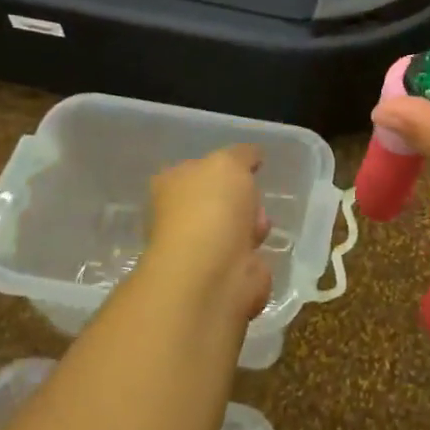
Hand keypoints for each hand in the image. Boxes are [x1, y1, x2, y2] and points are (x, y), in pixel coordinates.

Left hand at [142, 146, 272, 328]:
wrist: (213, 270)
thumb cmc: (213, 207)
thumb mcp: (230, 162)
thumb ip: (242, 154)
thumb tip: (252, 155)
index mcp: (172, 184)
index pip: (197, 169)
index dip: (224, 167)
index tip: (248, 168)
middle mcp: (180, 216)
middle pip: (220, 200)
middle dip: (243, 199)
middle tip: (253, 200)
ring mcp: (199, 248)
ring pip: (235, 228)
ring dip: (252, 226)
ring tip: (257, 229)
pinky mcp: (220, 275)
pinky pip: (244, 257)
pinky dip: (254, 255)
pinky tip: (256, 254)